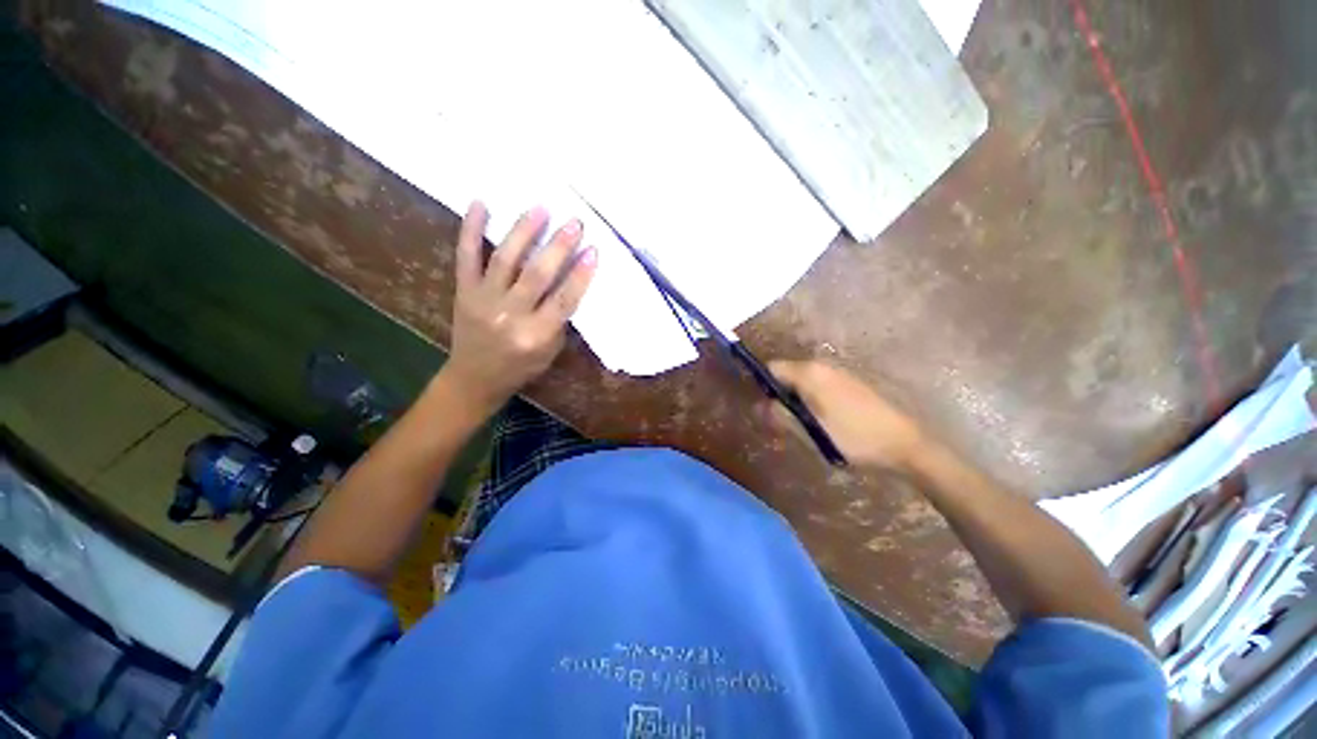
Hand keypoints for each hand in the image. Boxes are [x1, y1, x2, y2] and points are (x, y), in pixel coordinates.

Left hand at [443, 202, 596, 414]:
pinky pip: (466, 256)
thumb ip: (559, 319)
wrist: (475, 377)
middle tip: (574, 223)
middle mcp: (510, 315)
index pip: (563, 300)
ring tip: (540, 208)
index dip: (580, 275)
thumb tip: (569, 281)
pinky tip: (480, 203)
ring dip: (524, 231)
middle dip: (558, 247)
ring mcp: (483, 300)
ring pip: (506, 260)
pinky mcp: (464, 290)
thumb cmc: (521, 367)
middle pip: (537, 275)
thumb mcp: (550, 351)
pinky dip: (471, 228)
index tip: (593, 251)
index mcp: (535, 335)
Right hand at [765, 360, 927, 471]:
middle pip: (786, 374)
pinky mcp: (849, 382)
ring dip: (796, 399)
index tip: (764, 408)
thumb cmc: (854, 438)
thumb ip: (781, 416)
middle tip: (782, 423)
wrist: (904, 443)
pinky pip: (818, 384)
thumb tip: (758, 406)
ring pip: (802, 380)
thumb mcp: (811, 432)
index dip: (762, 386)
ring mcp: (838, 372)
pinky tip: (823, 421)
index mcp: (810, 373)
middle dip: (779, 396)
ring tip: (803, 426)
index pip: (771, 368)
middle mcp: (822, 366)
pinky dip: (812, 399)